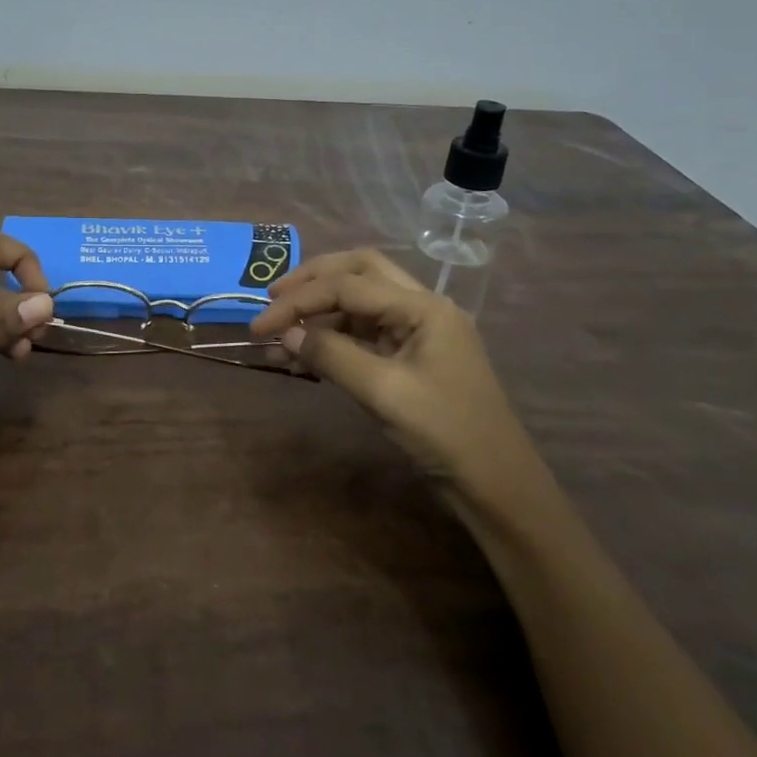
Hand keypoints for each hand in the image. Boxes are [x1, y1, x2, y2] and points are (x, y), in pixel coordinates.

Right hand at [251, 249, 539, 501]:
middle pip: (359, 272)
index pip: (348, 286)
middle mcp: (422, 307)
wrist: (496, 485)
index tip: (260, 324)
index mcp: (423, 306)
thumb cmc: (445, 433)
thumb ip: (331, 355)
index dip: (299, 300)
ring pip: (361, 302)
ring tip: (282, 333)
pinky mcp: (412, 357)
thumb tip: (286, 334)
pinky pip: (366, 333)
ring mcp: (418, 332)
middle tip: (273, 298)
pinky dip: (334, 336)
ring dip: (321, 310)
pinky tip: (306, 352)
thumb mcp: (383, 392)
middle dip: (313, 280)